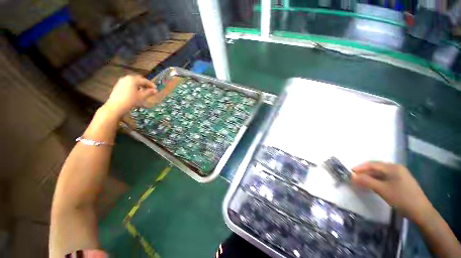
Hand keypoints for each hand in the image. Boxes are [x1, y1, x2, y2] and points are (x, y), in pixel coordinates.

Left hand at [104, 75, 157, 118]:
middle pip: (138, 80)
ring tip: (144, 91)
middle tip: (150, 90)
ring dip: (140, 85)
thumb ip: (149, 92)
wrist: (116, 106)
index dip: (151, 85)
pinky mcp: (118, 86)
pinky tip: (136, 92)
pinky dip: (134, 87)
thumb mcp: (142, 97)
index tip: (156, 89)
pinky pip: (128, 84)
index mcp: (133, 79)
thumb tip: (155, 90)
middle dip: (145, 84)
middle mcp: (127, 78)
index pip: (145, 80)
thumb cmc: (131, 100)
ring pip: (133, 82)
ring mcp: (121, 82)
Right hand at [352, 161, 432, 222]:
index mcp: (393, 167)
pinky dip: (377, 179)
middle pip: (376, 167)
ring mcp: (400, 174)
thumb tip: (352, 175)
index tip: (350, 172)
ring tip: (362, 181)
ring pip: (381, 172)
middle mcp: (396, 168)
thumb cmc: (401, 198)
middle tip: (355, 177)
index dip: (360, 167)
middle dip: (364, 171)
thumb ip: (366, 181)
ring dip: (370, 176)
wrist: (421, 211)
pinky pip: (385, 177)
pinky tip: (373, 184)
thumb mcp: (382, 189)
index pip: (372, 164)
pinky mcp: (401, 181)